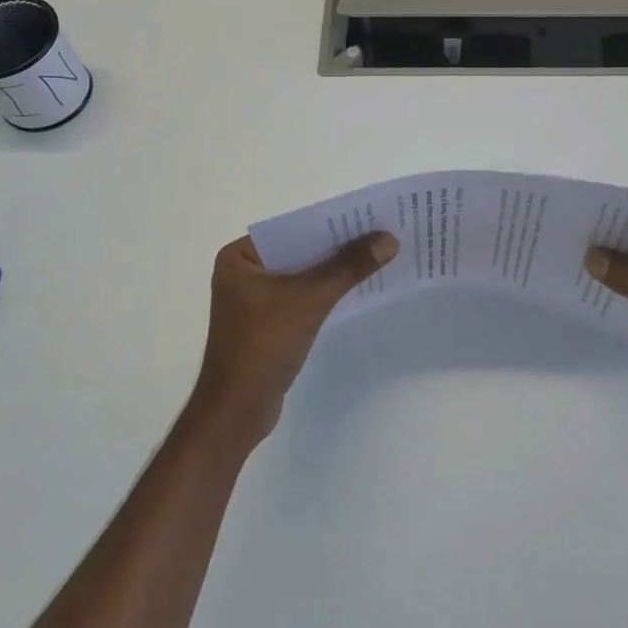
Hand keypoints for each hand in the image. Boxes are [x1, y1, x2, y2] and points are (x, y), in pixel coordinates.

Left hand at [187, 232, 399, 448]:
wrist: (237, 412)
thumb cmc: (263, 345)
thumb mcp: (310, 299)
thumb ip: (349, 267)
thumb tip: (389, 239)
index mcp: (240, 257)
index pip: (293, 229)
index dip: (331, 222)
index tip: (368, 216)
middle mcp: (243, 272)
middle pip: (300, 250)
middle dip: (337, 246)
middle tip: (379, 233)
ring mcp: (253, 300)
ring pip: (302, 274)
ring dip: (334, 269)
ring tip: (376, 256)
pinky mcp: (266, 323)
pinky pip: (301, 296)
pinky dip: (325, 291)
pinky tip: (355, 287)